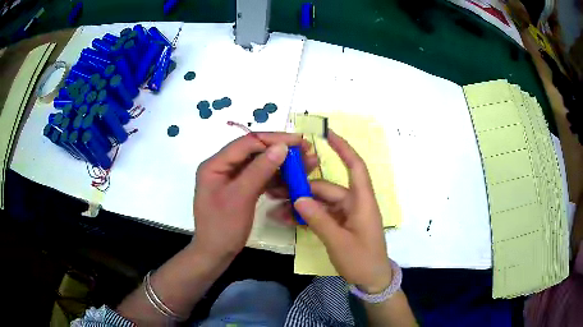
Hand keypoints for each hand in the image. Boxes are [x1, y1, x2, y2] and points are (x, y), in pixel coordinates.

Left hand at [192, 132, 316, 258]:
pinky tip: (293, 177)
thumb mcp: (241, 197)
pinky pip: (260, 178)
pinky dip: (276, 178)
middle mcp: (223, 167)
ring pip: (260, 165)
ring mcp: (233, 178)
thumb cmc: (223, 227)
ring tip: (307, 164)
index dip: (273, 139)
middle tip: (306, 151)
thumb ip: (260, 170)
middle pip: (254, 152)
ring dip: (282, 164)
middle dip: (281, 151)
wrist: (215, 254)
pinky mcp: (241, 189)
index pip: (246, 143)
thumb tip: (281, 146)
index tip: (298, 141)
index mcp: (216, 164)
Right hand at [272, 131, 391, 292]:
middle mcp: (353, 203)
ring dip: (299, 205)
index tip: (328, 134)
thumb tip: (298, 198)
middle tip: (275, 190)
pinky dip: (305, 216)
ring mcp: (345, 215)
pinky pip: (320, 215)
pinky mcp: (339, 225)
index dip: (343, 148)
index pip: (355, 167)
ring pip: (319, 203)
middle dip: (301, 189)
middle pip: (326, 188)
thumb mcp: (339, 241)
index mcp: (361, 201)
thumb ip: (319, 219)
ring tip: (275, 208)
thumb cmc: (362, 260)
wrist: (372, 280)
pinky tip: (286, 219)